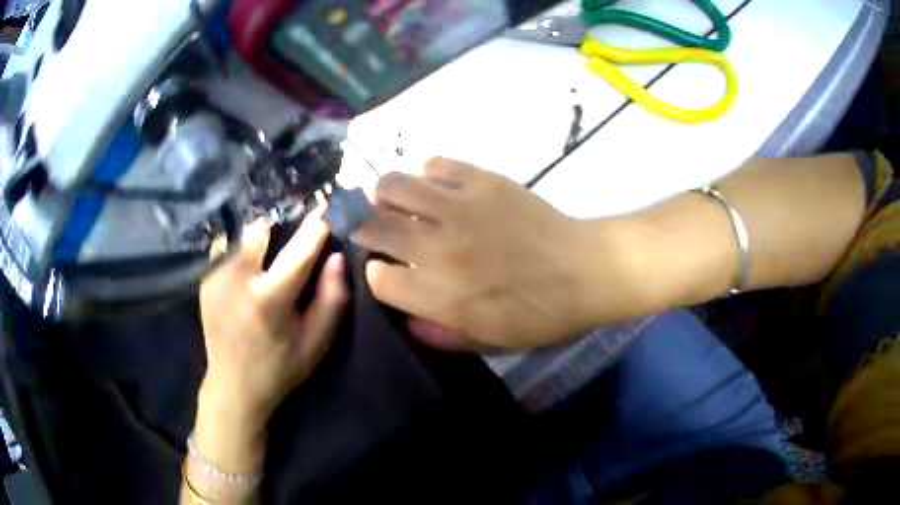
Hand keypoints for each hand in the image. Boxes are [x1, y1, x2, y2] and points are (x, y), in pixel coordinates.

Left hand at [194, 215, 348, 471]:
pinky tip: (246, 280)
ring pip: (242, 240)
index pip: (299, 251)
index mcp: (269, 299)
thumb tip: (336, 257)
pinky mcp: (205, 282)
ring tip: (265, 263)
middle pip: (260, 231)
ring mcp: (216, 279)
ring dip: (259, 244)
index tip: (328, 206)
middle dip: (278, 228)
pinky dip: (242, 258)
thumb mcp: (316, 343)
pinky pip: (228, 254)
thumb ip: (332, 299)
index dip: (316, 227)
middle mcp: (237, 280)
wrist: (232, 386)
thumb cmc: (280, 367)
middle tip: (288, 239)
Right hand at [351, 158, 608, 350]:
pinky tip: (434, 186)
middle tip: (373, 229)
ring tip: (396, 202)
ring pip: (392, 185)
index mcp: (438, 295)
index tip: (389, 272)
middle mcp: (437, 247)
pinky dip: (424, 173)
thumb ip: (439, 335)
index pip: (377, 278)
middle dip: (363, 229)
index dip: (378, 275)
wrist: (584, 270)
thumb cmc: (540, 315)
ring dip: (385, 194)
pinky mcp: (481, 180)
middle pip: (371, 225)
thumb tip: (405, 319)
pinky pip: (434, 164)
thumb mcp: (488, 343)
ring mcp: (457, 207)